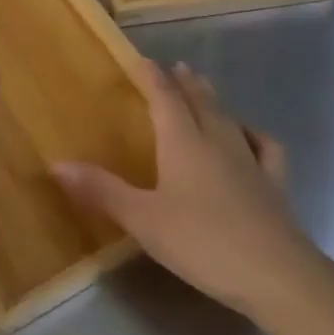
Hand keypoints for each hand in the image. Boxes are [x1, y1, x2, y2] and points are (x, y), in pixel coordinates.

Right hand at [54, 58, 305, 317]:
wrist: (276, 274)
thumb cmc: (202, 242)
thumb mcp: (143, 219)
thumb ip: (102, 190)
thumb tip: (57, 164)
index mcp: (183, 143)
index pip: (165, 99)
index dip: (151, 78)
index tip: (141, 60)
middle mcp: (217, 142)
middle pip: (200, 102)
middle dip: (185, 83)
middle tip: (177, 67)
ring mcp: (250, 161)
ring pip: (229, 119)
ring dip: (214, 101)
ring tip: (206, 90)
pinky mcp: (274, 184)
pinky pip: (265, 147)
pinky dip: (253, 134)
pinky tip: (250, 137)